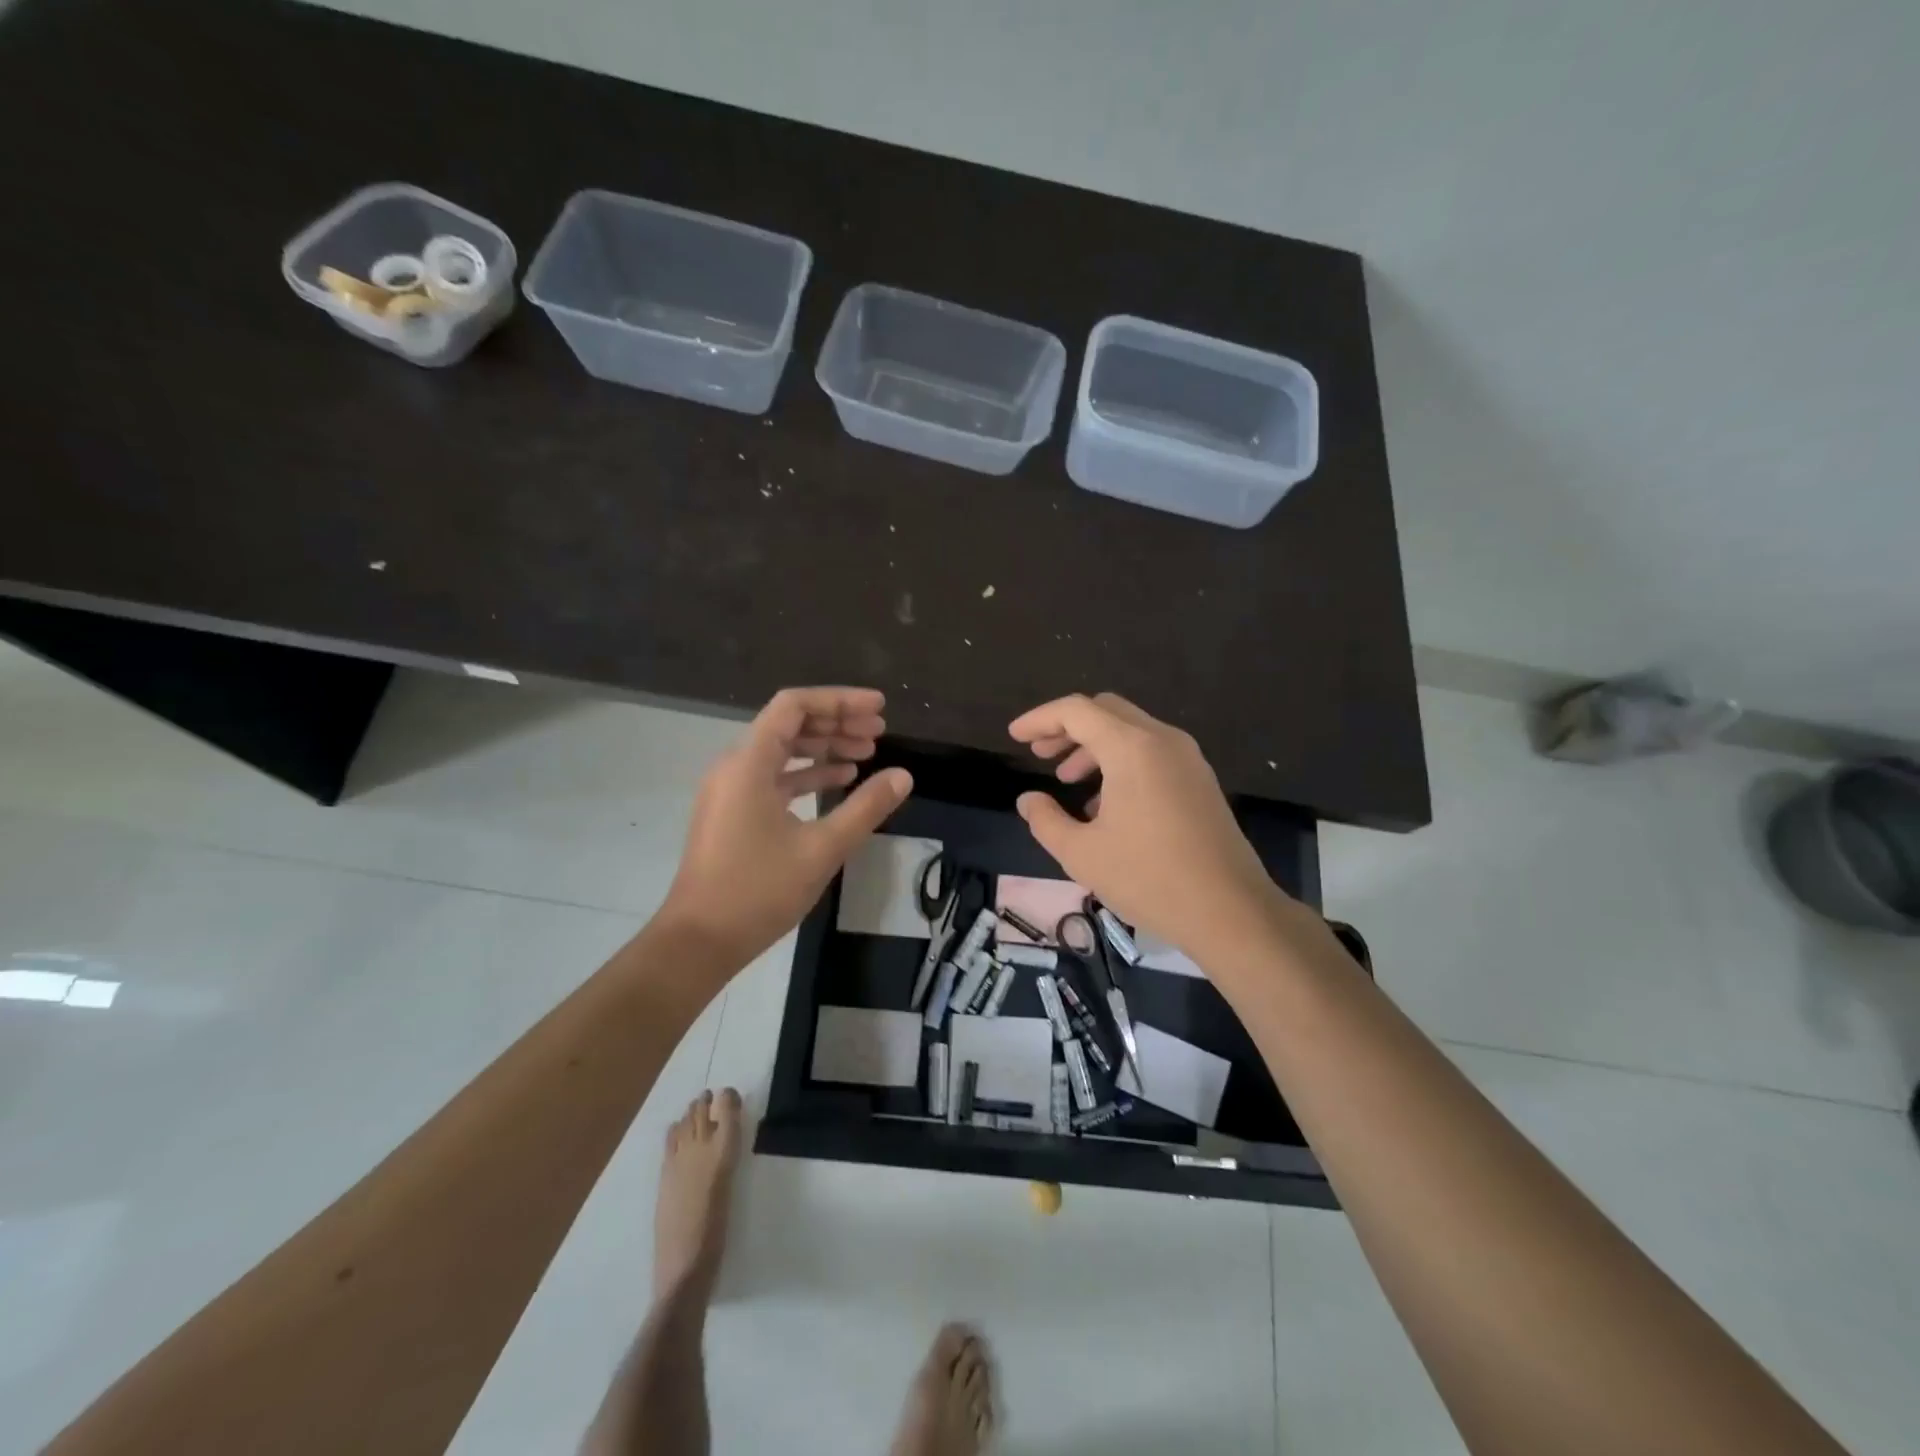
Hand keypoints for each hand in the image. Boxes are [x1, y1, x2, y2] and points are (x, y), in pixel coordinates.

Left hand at [663, 687, 912, 965]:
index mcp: (749, 763)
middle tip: (879, 731)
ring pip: (782, 752)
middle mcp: (735, 766)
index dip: (839, 700)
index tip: (878, 708)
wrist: (699, 941)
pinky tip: (840, 781)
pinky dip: (807, 774)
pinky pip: (774, 778)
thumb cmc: (759, 891)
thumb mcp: (822, 848)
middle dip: (836, 722)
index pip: (794, 706)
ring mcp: (731, 791)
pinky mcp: (733, 813)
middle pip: (789, 724)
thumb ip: (865, 808)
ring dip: (824, 748)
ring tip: (868, 752)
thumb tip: (903, 776)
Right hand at [1009, 692, 1292, 968]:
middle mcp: (1162, 740)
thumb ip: (1045, 820)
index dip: (1039, 719)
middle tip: (1040, 755)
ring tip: (1067, 782)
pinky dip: (1121, 761)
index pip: (1076, 710)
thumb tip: (1028, 800)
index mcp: (1131, 748)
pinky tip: (1106, 804)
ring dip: (1093, 746)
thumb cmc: (1149, 878)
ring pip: (1130, 730)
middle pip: (1105, 711)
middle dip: (1066, 728)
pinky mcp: (1200, 780)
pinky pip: (1152, 752)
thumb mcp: (1081, 854)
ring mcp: (1188, 758)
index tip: (1015, 736)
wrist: (1231, 911)